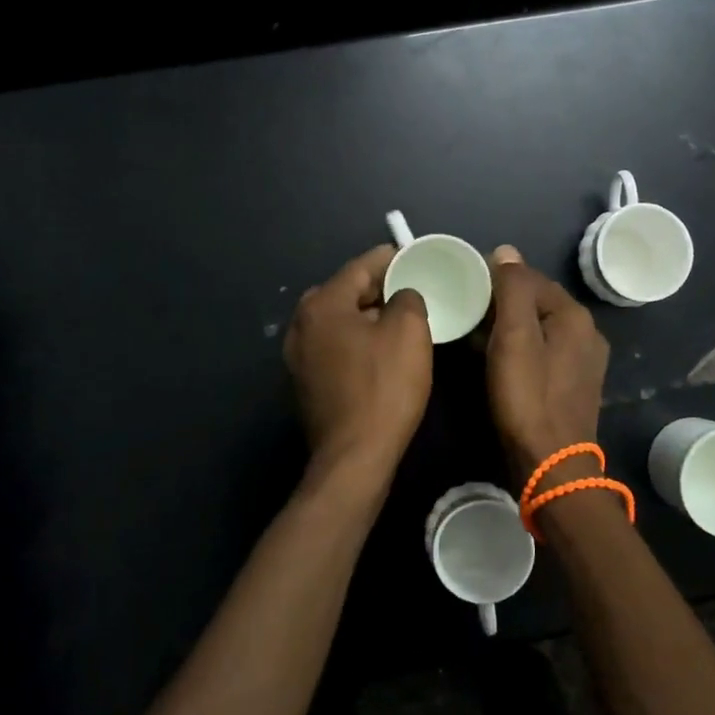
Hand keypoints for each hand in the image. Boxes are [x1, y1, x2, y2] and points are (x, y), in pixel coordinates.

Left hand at [285, 245, 432, 491]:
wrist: (354, 456)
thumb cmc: (384, 387)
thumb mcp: (409, 332)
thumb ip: (407, 298)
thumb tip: (401, 297)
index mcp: (321, 304)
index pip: (361, 266)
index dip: (392, 258)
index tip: (416, 257)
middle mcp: (301, 324)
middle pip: (346, 291)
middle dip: (379, 287)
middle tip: (413, 289)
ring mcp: (298, 355)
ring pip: (340, 320)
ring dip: (369, 316)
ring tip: (402, 319)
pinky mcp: (306, 381)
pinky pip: (335, 345)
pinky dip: (357, 340)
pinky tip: (381, 351)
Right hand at [483, 246, 609, 488]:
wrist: (551, 465)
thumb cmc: (528, 397)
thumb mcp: (514, 338)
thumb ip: (512, 290)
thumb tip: (506, 251)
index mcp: (574, 316)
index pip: (531, 277)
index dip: (497, 275)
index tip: (463, 280)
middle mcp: (585, 333)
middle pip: (536, 301)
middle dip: (501, 299)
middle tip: (463, 304)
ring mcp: (581, 361)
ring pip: (537, 327)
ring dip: (507, 324)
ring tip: (471, 327)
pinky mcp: (571, 384)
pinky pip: (540, 351)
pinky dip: (517, 346)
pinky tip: (493, 355)